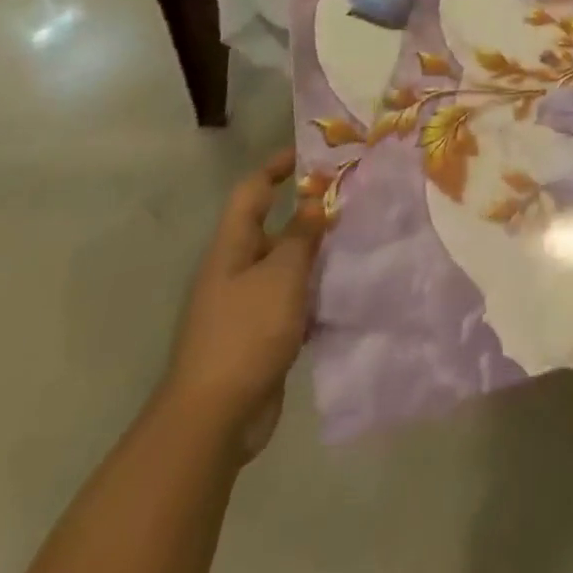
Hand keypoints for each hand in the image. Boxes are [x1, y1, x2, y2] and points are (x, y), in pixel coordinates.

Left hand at [160, 150, 330, 461]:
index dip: (277, 167)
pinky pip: (292, 298)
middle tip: (352, 197)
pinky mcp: (261, 335)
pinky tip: (346, 287)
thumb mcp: (281, 275)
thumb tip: (314, 199)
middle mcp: (236, 270)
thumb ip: (301, 235)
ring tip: (358, 236)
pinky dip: (315, 290)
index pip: (252, 192)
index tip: (312, 152)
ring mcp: (246, 305)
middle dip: (308, 211)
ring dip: (316, 252)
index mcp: (231, 248)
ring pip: (286, 264)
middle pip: (272, 227)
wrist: (214, 420)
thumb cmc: (245, 333)